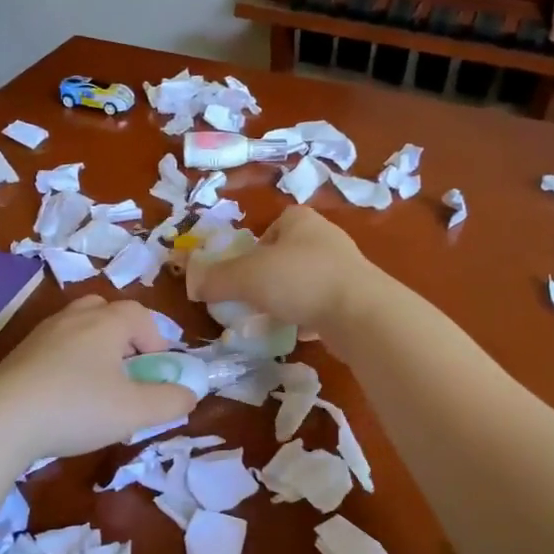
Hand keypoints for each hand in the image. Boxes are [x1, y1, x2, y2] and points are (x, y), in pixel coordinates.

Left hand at [0, 296, 195, 463]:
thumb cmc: (77, 407)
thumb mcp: (134, 411)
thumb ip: (170, 401)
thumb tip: (189, 394)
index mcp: (106, 322)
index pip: (141, 314)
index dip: (156, 340)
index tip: (157, 373)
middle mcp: (74, 317)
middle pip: (106, 311)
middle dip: (124, 338)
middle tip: (128, 372)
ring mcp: (42, 333)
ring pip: (78, 328)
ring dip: (95, 350)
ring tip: (97, 386)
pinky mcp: (19, 354)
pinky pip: (54, 347)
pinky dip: (67, 363)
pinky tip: (64, 397)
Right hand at [185, 206, 381, 344]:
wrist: (361, 313)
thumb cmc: (298, 280)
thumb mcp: (246, 277)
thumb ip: (217, 279)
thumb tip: (193, 283)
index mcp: (301, 221)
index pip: (275, 224)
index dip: (257, 246)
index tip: (245, 271)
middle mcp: (326, 238)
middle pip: (289, 254)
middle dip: (271, 275)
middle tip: (254, 297)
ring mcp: (346, 269)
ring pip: (307, 280)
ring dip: (291, 297)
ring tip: (275, 317)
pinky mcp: (358, 298)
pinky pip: (325, 304)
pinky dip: (311, 316)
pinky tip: (302, 332)